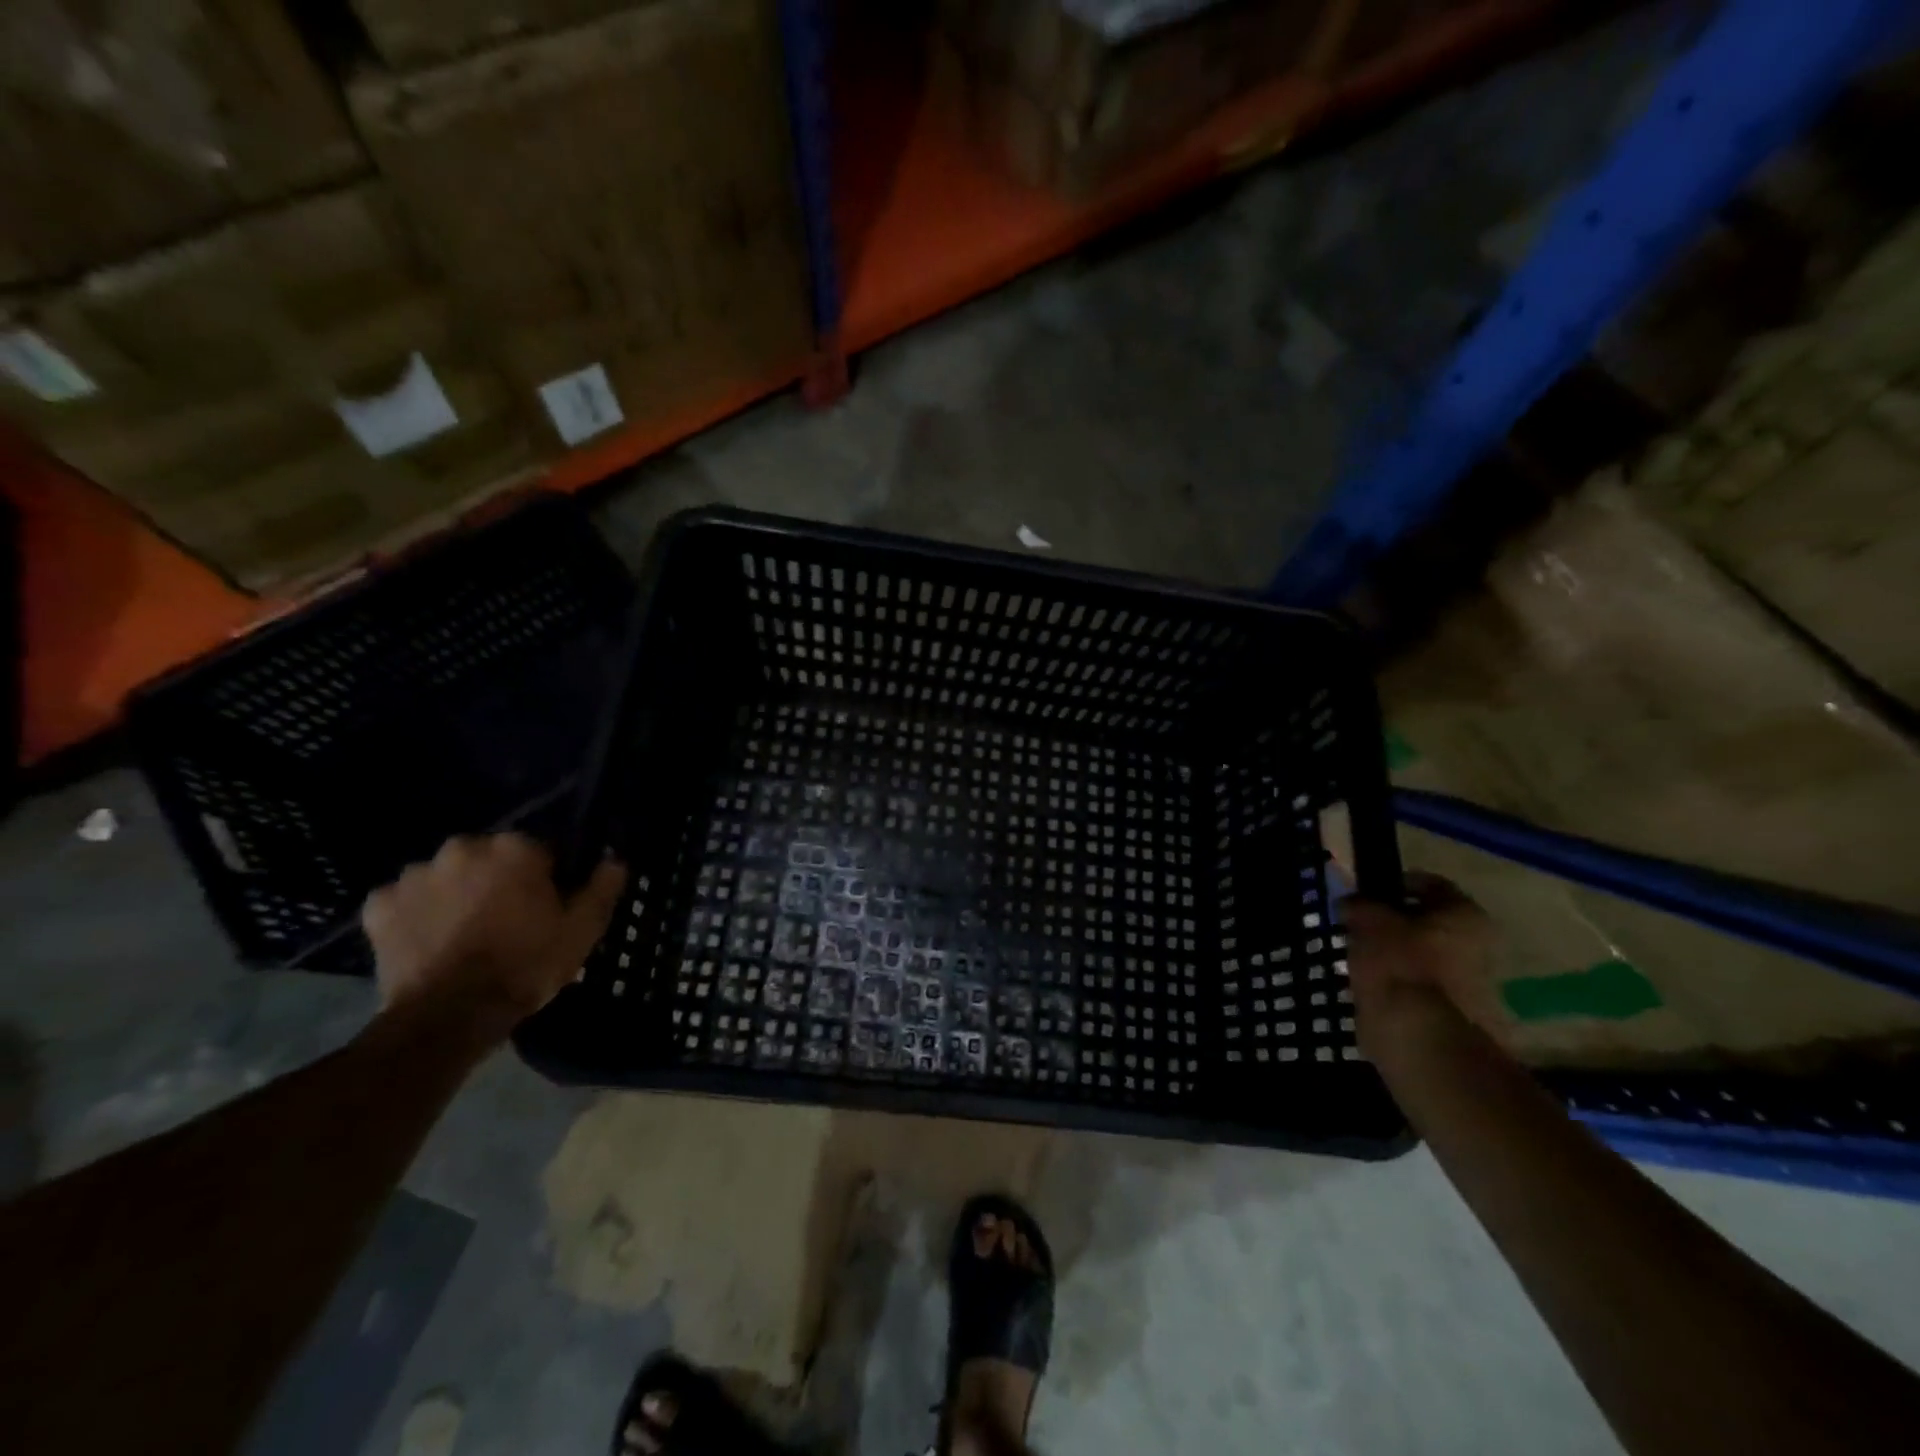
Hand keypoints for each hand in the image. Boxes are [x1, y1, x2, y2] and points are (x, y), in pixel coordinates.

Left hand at [362, 834, 626, 1036]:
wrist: (449, 1015)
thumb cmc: (525, 965)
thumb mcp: (582, 930)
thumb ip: (602, 888)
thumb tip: (615, 859)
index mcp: (514, 848)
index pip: (538, 851)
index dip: (544, 880)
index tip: (545, 908)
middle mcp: (463, 848)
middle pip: (488, 858)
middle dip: (496, 880)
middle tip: (505, 921)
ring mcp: (415, 875)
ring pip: (445, 876)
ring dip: (455, 894)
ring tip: (464, 933)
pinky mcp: (378, 905)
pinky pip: (404, 900)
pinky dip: (416, 913)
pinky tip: (428, 939)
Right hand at [1344, 872, 1501, 1058]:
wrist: (1421, 1039)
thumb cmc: (1399, 965)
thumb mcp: (1367, 921)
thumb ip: (1359, 905)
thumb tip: (1352, 903)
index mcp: (1464, 914)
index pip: (1427, 883)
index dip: (1392, 883)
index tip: (1364, 893)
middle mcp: (1479, 945)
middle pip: (1428, 922)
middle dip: (1393, 923)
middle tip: (1358, 926)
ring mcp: (1471, 984)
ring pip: (1422, 955)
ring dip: (1394, 955)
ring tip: (1358, 958)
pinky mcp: (1456, 1015)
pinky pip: (1419, 987)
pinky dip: (1397, 984)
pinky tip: (1370, 986)